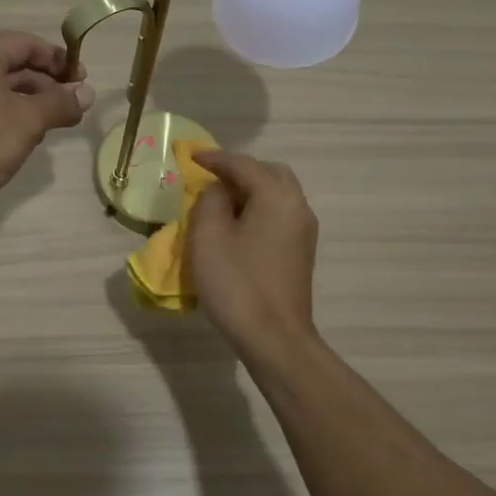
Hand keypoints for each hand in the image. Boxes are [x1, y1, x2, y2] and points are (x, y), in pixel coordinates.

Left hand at [0, 31, 94, 219]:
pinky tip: (29, 134)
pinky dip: (12, 113)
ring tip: (58, 121)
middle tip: (75, 103)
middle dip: (48, 82)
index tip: (82, 79)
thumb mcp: (28, 120)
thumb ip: (60, 103)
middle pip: (13, 65)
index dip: (57, 58)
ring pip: (1, 88)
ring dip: (33, 100)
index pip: (25, 43)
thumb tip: (87, 94)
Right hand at [187, 150, 319, 358]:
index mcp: (276, 195)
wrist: (274, 338)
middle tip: (210, 178)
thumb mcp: (208, 236)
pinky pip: (279, 215)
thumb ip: (211, 201)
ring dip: (249, 191)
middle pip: (269, 173)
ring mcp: (304, 231)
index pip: (243, 164)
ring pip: (277, 194)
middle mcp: (297, 206)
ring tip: (220, 202)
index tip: (191, 157)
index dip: (215, 158)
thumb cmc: (236, 283)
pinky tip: (237, 226)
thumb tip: (219, 190)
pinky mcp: (301, 252)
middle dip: (239, 171)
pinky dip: (258, 209)